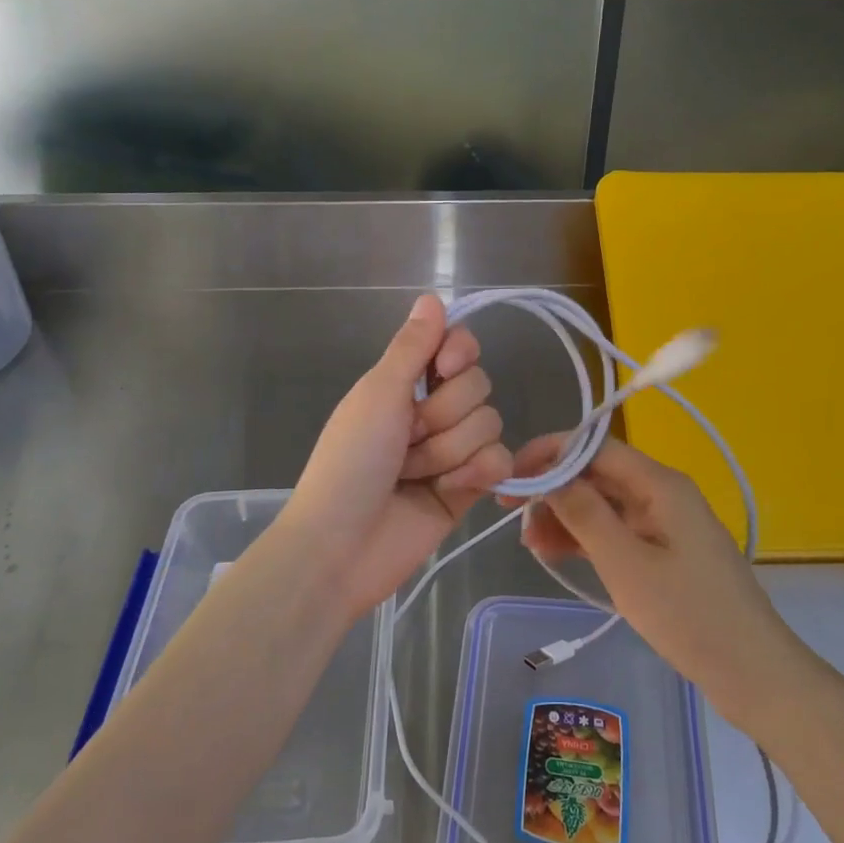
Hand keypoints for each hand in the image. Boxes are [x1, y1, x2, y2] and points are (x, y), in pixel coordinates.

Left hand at [280, 295, 511, 622]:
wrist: (342, 546)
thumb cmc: (349, 462)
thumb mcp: (377, 395)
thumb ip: (412, 347)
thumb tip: (432, 296)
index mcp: (404, 383)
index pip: (457, 345)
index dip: (459, 352)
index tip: (443, 368)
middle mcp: (432, 411)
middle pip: (478, 386)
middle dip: (442, 416)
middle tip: (406, 440)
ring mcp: (453, 451)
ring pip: (490, 424)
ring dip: (448, 451)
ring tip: (414, 475)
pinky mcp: (470, 488)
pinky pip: (500, 461)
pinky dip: (477, 474)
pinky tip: (451, 490)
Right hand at [508, 436, 799, 725]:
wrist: (752, 671)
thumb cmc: (687, 614)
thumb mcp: (626, 564)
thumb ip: (585, 514)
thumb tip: (549, 474)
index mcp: (659, 484)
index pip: (594, 447)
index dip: (549, 455)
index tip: (512, 479)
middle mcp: (663, 493)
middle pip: (598, 474)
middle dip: (554, 490)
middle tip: (512, 517)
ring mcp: (666, 522)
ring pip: (605, 504)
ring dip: (566, 517)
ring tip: (529, 544)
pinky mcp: (666, 551)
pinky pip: (618, 530)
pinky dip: (587, 538)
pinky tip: (558, 554)